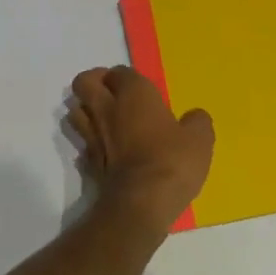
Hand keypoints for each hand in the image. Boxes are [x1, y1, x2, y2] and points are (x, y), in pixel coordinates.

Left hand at [68, 66, 213, 227]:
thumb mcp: (200, 139)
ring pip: (75, 110)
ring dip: (85, 110)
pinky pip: (82, 142)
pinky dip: (90, 141)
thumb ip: (197, 122)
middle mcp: (107, 108)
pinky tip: (106, 149)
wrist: (141, 203)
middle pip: (83, 82)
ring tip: (105, 119)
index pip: (119, 71)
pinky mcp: (88, 162)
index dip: (127, 77)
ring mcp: (93, 135)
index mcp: (134, 93)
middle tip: (112, 93)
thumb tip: (194, 117)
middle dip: (94, 82)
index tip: (140, 89)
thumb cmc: (172, 161)